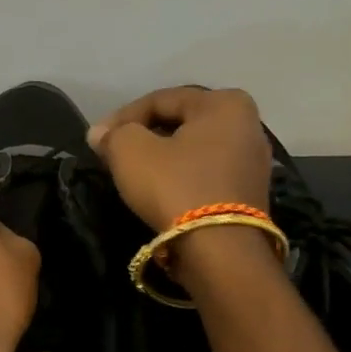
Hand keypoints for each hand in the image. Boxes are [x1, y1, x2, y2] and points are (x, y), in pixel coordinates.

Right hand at [86, 86, 272, 229]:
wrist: (219, 251)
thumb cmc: (175, 186)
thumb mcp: (130, 150)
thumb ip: (113, 134)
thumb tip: (101, 134)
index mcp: (225, 103)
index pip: (159, 100)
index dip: (122, 117)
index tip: (97, 139)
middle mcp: (248, 125)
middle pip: (179, 122)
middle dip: (143, 135)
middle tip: (113, 152)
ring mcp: (253, 162)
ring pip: (192, 149)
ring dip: (160, 156)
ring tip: (131, 172)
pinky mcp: (250, 194)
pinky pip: (205, 173)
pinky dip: (180, 176)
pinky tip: (158, 189)